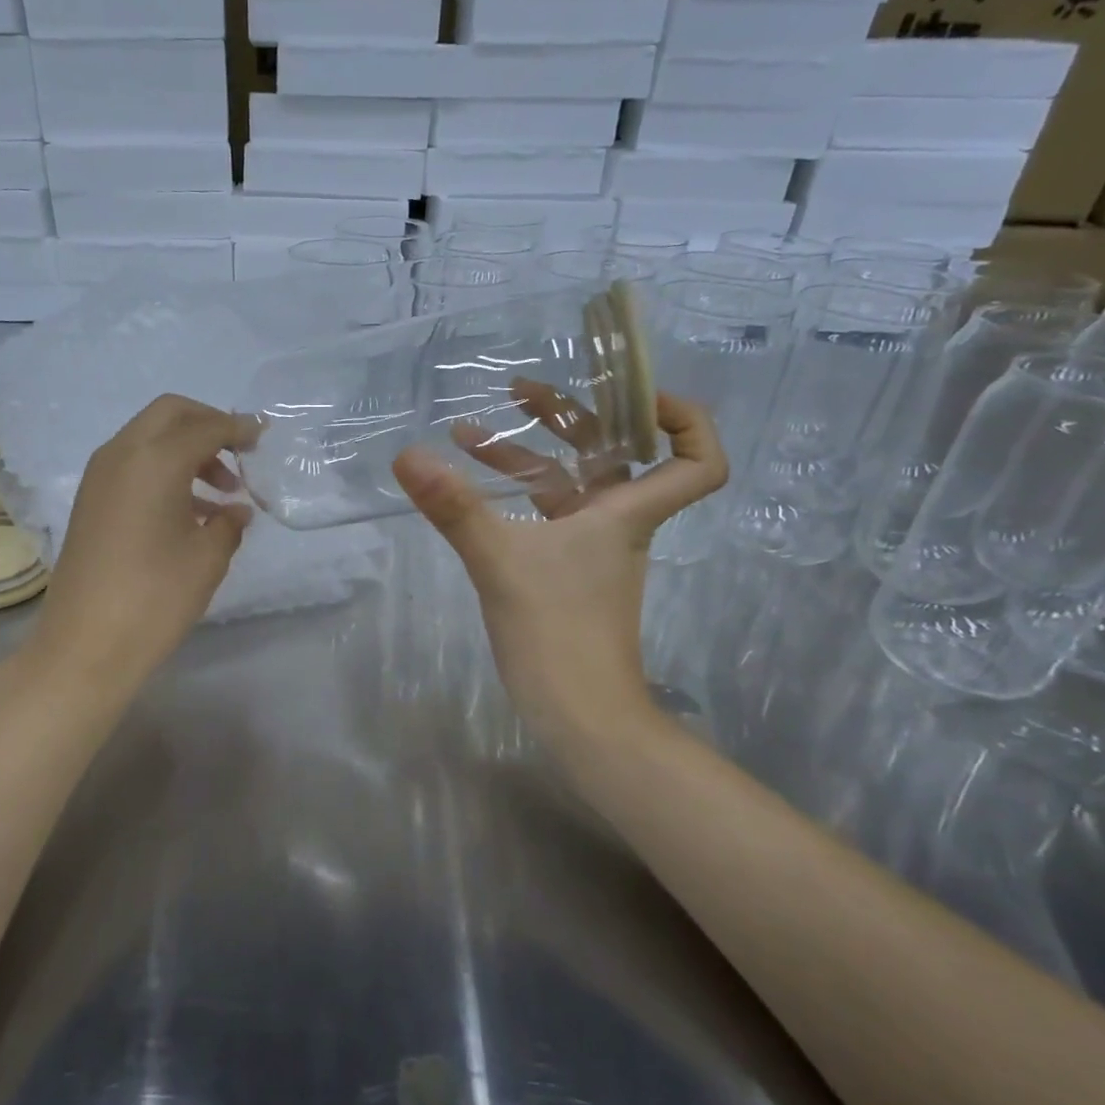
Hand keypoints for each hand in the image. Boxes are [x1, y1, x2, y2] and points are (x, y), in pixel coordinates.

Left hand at [29, 395, 255, 690]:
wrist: (85, 644)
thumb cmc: (155, 597)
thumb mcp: (207, 558)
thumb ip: (229, 523)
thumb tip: (237, 510)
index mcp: (155, 460)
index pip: (204, 427)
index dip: (238, 428)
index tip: (262, 436)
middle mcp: (122, 454)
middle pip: (169, 414)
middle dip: (207, 424)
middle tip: (240, 452)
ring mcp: (100, 477)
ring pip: (149, 438)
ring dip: (187, 450)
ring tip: (224, 493)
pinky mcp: (90, 501)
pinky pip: (134, 465)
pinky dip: (165, 470)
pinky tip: (192, 512)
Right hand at [392, 382, 727, 748]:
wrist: (577, 714)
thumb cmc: (556, 631)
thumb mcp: (499, 561)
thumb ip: (454, 507)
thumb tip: (407, 455)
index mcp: (627, 513)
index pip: (697, 460)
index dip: (682, 419)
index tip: (634, 395)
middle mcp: (617, 524)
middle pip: (613, 454)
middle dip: (570, 416)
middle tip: (521, 390)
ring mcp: (590, 550)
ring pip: (569, 486)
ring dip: (527, 456)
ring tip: (469, 435)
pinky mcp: (565, 573)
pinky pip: (547, 518)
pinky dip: (515, 497)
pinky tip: (473, 492)